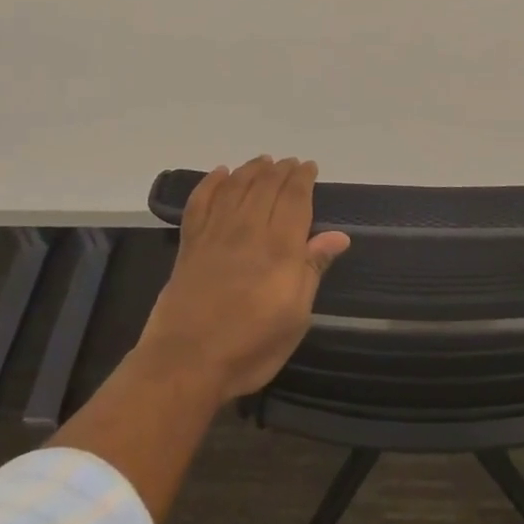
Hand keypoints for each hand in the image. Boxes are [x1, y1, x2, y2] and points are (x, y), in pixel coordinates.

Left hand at [138, 156, 351, 402]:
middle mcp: (248, 231)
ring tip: (262, 160)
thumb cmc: (250, 347)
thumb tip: (338, 236)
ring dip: (250, 169)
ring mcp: (215, 235)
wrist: (185, 363)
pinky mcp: (189, 245)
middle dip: (280, 170)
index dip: (303, 179)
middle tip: (290, 162)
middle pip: (266, 187)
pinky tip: (220, 173)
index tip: (309, 167)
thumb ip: (312, 269)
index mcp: (279, 248)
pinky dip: (210, 183)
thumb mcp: (296, 316)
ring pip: (235, 187)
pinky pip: (200, 203)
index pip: (294, 200)